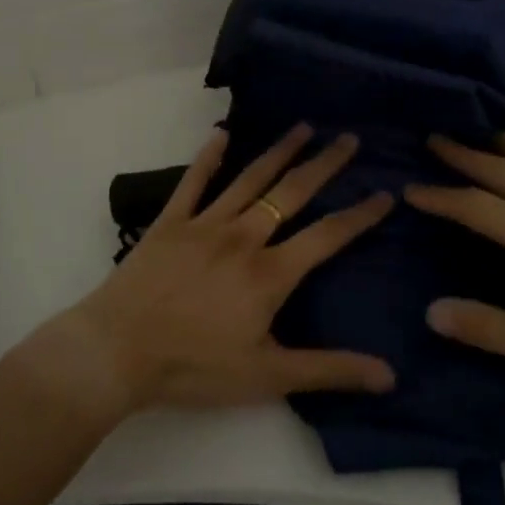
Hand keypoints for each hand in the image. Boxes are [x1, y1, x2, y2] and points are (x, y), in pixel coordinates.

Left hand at [53, 123, 396, 413]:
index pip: (327, 236)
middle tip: (350, 139)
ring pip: (250, 179)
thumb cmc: (193, 367)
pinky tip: (221, 134)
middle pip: (292, 193)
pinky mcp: (170, 222)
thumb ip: (329, 370)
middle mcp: (244, 237)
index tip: (385, 193)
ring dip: (279, 151)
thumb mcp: (267, 377)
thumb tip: (389, 376)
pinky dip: (208, 157)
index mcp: (270, 273)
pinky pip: (193, 183)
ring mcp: (205, 224)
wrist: (116, 352)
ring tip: (304, 127)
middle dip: (325, 165)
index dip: (360, 215)